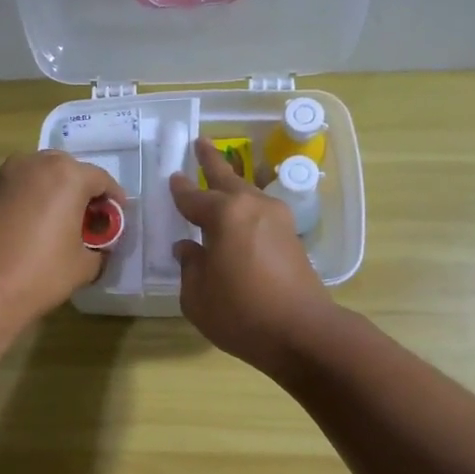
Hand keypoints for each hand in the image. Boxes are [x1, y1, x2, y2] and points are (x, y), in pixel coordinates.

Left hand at [0, 151, 123, 328]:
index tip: (116, 219)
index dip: (113, 200)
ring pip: (39, 176)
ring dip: (53, 193)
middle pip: (68, 170)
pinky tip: (29, 227)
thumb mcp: (84, 266)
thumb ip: (99, 248)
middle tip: (87, 220)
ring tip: (57, 223)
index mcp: (67, 175)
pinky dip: (29, 200)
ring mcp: (5, 174)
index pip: (101, 180)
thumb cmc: (39, 274)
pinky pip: (17, 188)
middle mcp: (35, 163)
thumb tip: (97, 247)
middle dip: (81, 191)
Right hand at [170, 138, 333, 373]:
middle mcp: (252, 207)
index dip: (180, 190)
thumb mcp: (197, 296)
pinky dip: (247, 208)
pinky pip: (261, 212)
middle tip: (200, 141)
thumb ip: (190, 266)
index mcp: (224, 215)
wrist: (302, 332)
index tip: (172, 177)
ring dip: (233, 182)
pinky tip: (241, 215)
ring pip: (249, 193)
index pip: (193, 197)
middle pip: (227, 178)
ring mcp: (278, 220)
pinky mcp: (292, 238)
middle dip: (211, 161)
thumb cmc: (241, 313)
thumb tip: (189, 249)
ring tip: (222, 175)